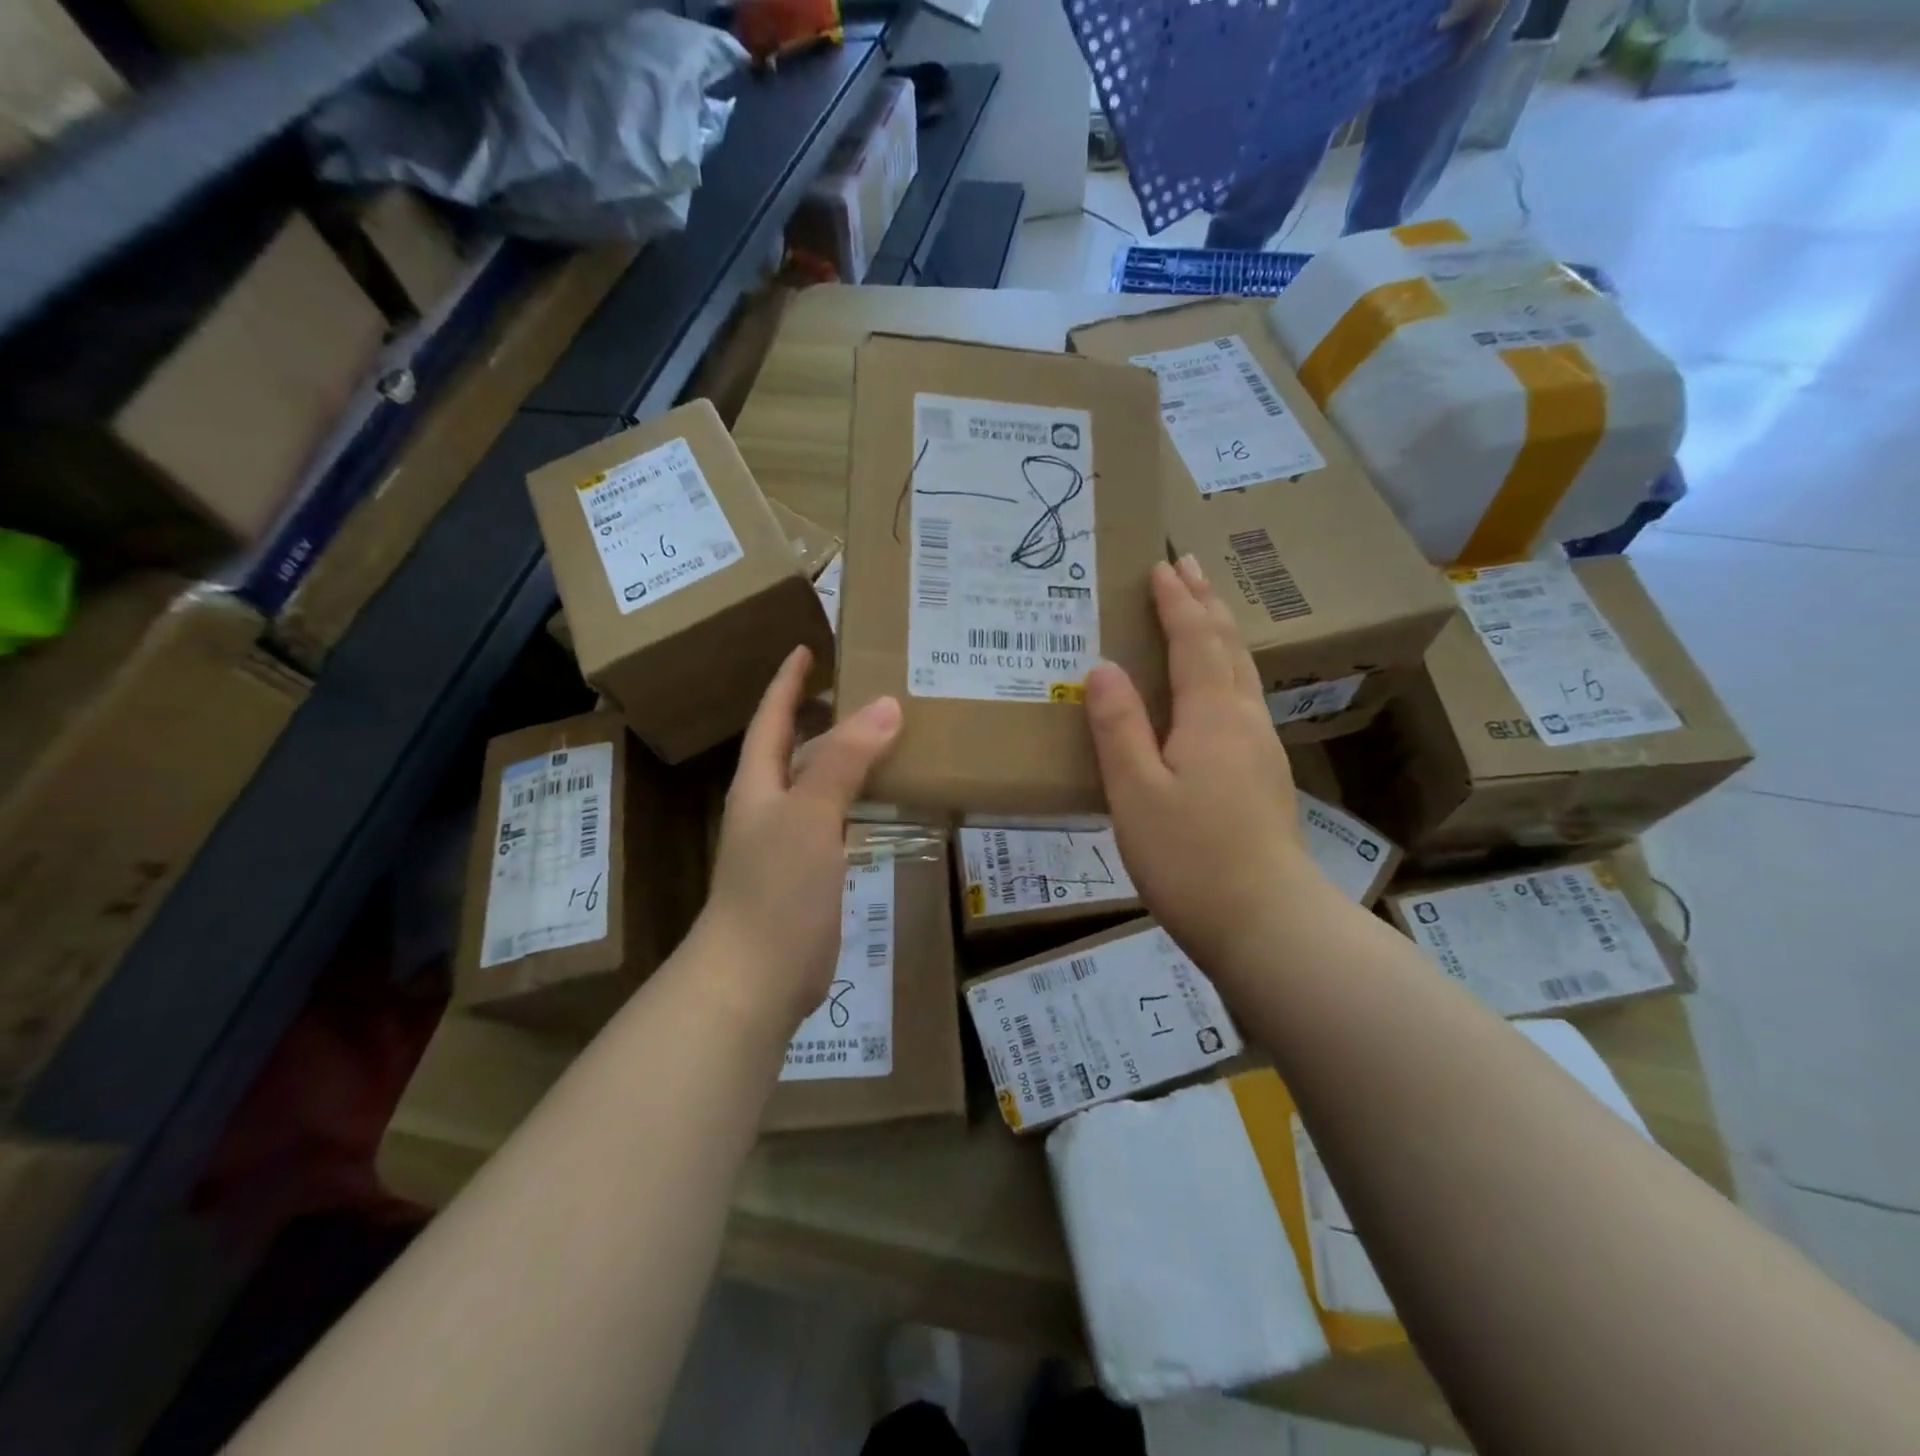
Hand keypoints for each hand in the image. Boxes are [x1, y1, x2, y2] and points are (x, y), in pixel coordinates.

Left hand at [697, 646, 901, 1028]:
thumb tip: (885, 706)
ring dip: (847, 757)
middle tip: (866, 686)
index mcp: (759, 783)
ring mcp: (789, 841)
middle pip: (795, 747)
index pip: (771, 717)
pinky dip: (858, 799)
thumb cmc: (775, 888)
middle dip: (823, 714)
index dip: (788, 682)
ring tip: (888, 732)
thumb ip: (845, 761)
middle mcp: (770, 806)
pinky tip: (885, 797)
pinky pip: (836, 820)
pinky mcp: (810, 872)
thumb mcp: (810, 815)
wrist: (756, 976)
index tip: (808, 647)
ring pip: (820, 784)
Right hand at [1085, 557, 1319, 978]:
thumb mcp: (1136, 793)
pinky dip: (1226, 669)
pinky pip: (1243, 699)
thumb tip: (1103, 668)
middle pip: (1227, 646)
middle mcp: (1244, 720)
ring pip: (1242, 671)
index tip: (1159, 565)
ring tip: (1204, 609)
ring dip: (1220, 632)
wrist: (1266, 923)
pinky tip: (1219, 686)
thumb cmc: (1190, 858)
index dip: (1176, 602)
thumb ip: (1119, 728)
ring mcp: (1261, 749)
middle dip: (1205, 602)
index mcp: (1211, 717)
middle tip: (1187, 565)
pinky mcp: (1264, 776)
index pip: (1193, 641)